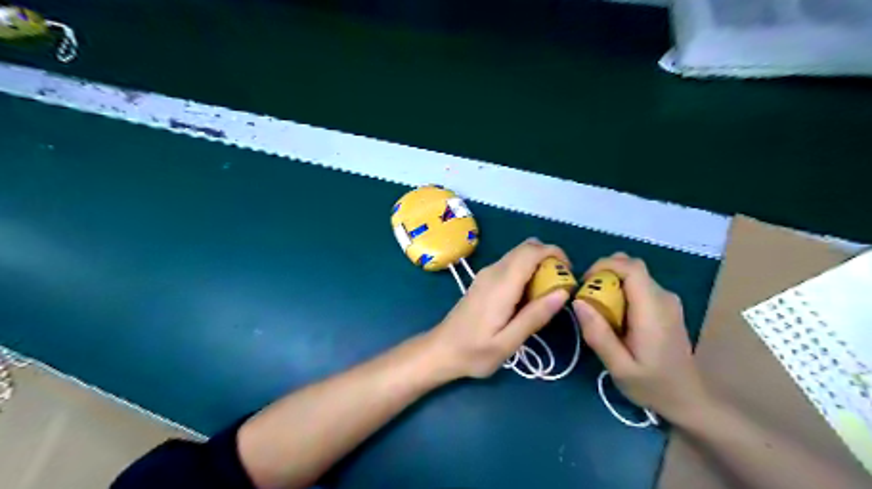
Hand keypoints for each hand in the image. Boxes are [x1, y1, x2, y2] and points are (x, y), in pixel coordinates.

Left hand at [428, 239, 573, 379]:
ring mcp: (486, 274)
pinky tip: (527, 296)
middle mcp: (493, 271)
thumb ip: (535, 316)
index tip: (569, 273)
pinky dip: (526, 270)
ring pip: (518, 254)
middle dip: (549, 258)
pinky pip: (510, 264)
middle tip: (561, 284)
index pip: (531, 251)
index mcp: (501, 284)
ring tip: (547, 293)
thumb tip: (563, 292)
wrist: (441, 350)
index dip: (555, 253)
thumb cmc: (475, 351)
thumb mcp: (508, 343)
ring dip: (538, 264)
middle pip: (526, 247)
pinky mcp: (483, 280)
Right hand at [578, 252, 710, 419]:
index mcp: (653, 310)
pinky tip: (613, 314)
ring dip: (611, 282)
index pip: (632, 268)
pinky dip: (620, 290)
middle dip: (604, 273)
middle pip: (632, 267)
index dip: (605, 265)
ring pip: (634, 275)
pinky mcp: (665, 306)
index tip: (584, 282)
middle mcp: (664, 298)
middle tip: (586, 295)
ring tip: (596, 307)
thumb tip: (578, 302)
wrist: (688, 399)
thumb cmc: (652, 386)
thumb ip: (598, 334)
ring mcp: (667, 300)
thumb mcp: (619, 367)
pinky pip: (639, 286)